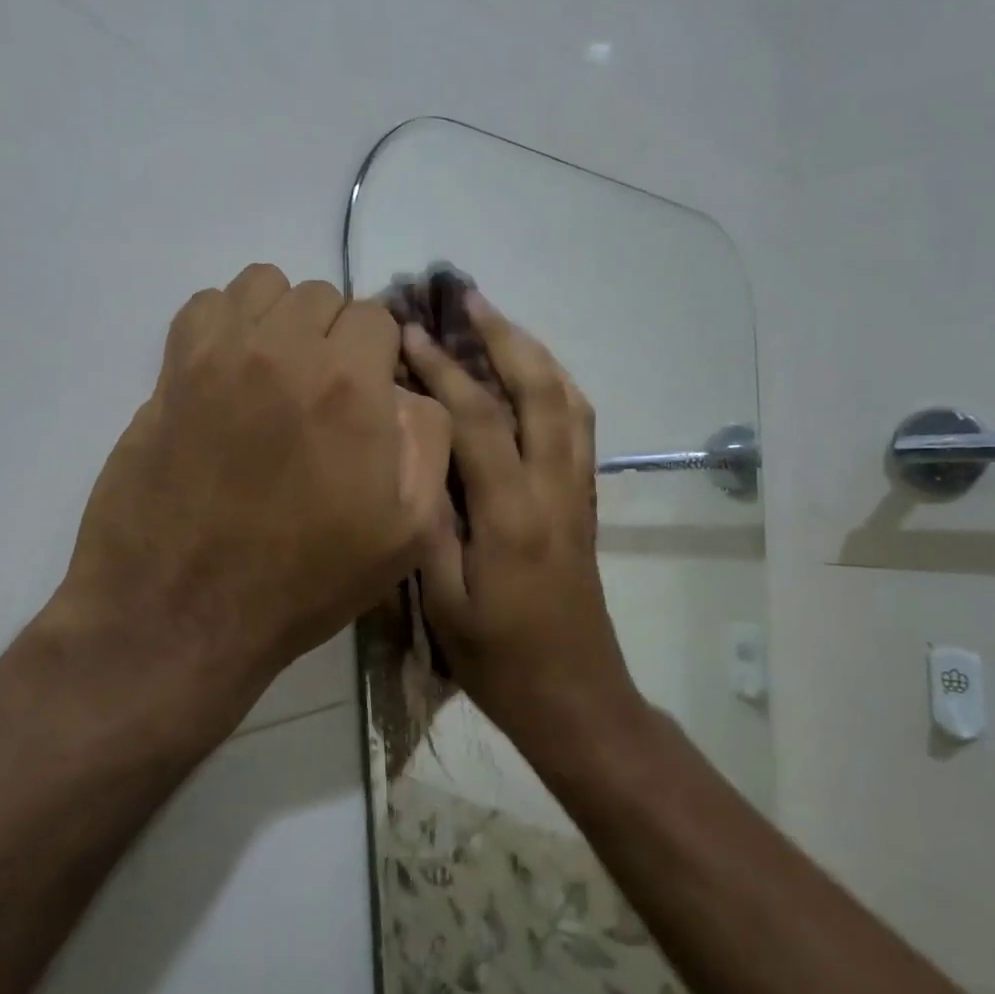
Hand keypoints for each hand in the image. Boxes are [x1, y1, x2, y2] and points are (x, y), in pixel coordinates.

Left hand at [54, 264, 452, 745]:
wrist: (184, 613)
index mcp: (350, 387)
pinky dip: (228, 323)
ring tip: (278, 374)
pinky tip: (231, 373)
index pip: (377, 317)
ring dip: (282, 320)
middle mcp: (285, 351)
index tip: (369, 397)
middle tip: (324, 394)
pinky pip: (206, 305)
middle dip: (334, 336)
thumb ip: (429, 441)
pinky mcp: (170, 371)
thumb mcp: (407, 532)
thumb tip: (407, 390)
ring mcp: (219, 355)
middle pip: (323, 296)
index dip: (379, 357)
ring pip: (265, 287)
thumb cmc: (305, 581)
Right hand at [401, 293, 634, 734]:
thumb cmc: (499, 659)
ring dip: (535, 354)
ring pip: (569, 402)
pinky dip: (556, 387)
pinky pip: (579, 427)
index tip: (409, 331)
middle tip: (469, 297)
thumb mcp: (444, 600)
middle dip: (503, 336)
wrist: (575, 696)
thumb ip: (428, 522)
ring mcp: (577, 493)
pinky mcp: (585, 504)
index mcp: (513, 513)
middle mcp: (555, 489)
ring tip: (499, 323)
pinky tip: (533, 379)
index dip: (442, 368)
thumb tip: (413, 454)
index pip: (478, 418)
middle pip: (540, 391)